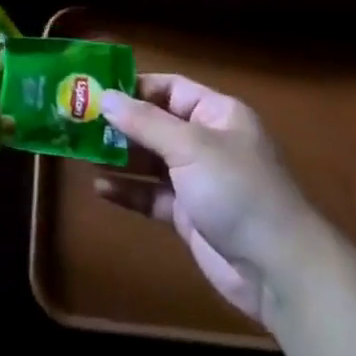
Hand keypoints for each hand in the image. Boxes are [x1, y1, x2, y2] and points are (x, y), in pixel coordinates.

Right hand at [97, 75, 317, 320]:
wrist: (277, 268)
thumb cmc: (237, 190)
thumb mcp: (190, 147)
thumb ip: (145, 122)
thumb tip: (104, 96)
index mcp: (217, 114)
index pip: (171, 89)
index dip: (135, 87)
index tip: (96, 88)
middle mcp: (207, 142)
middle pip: (156, 124)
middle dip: (120, 123)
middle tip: (78, 120)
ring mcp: (198, 180)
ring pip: (151, 160)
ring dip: (119, 156)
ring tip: (80, 150)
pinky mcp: (188, 214)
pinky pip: (152, 195)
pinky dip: (128, 190)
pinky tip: (99, 187)